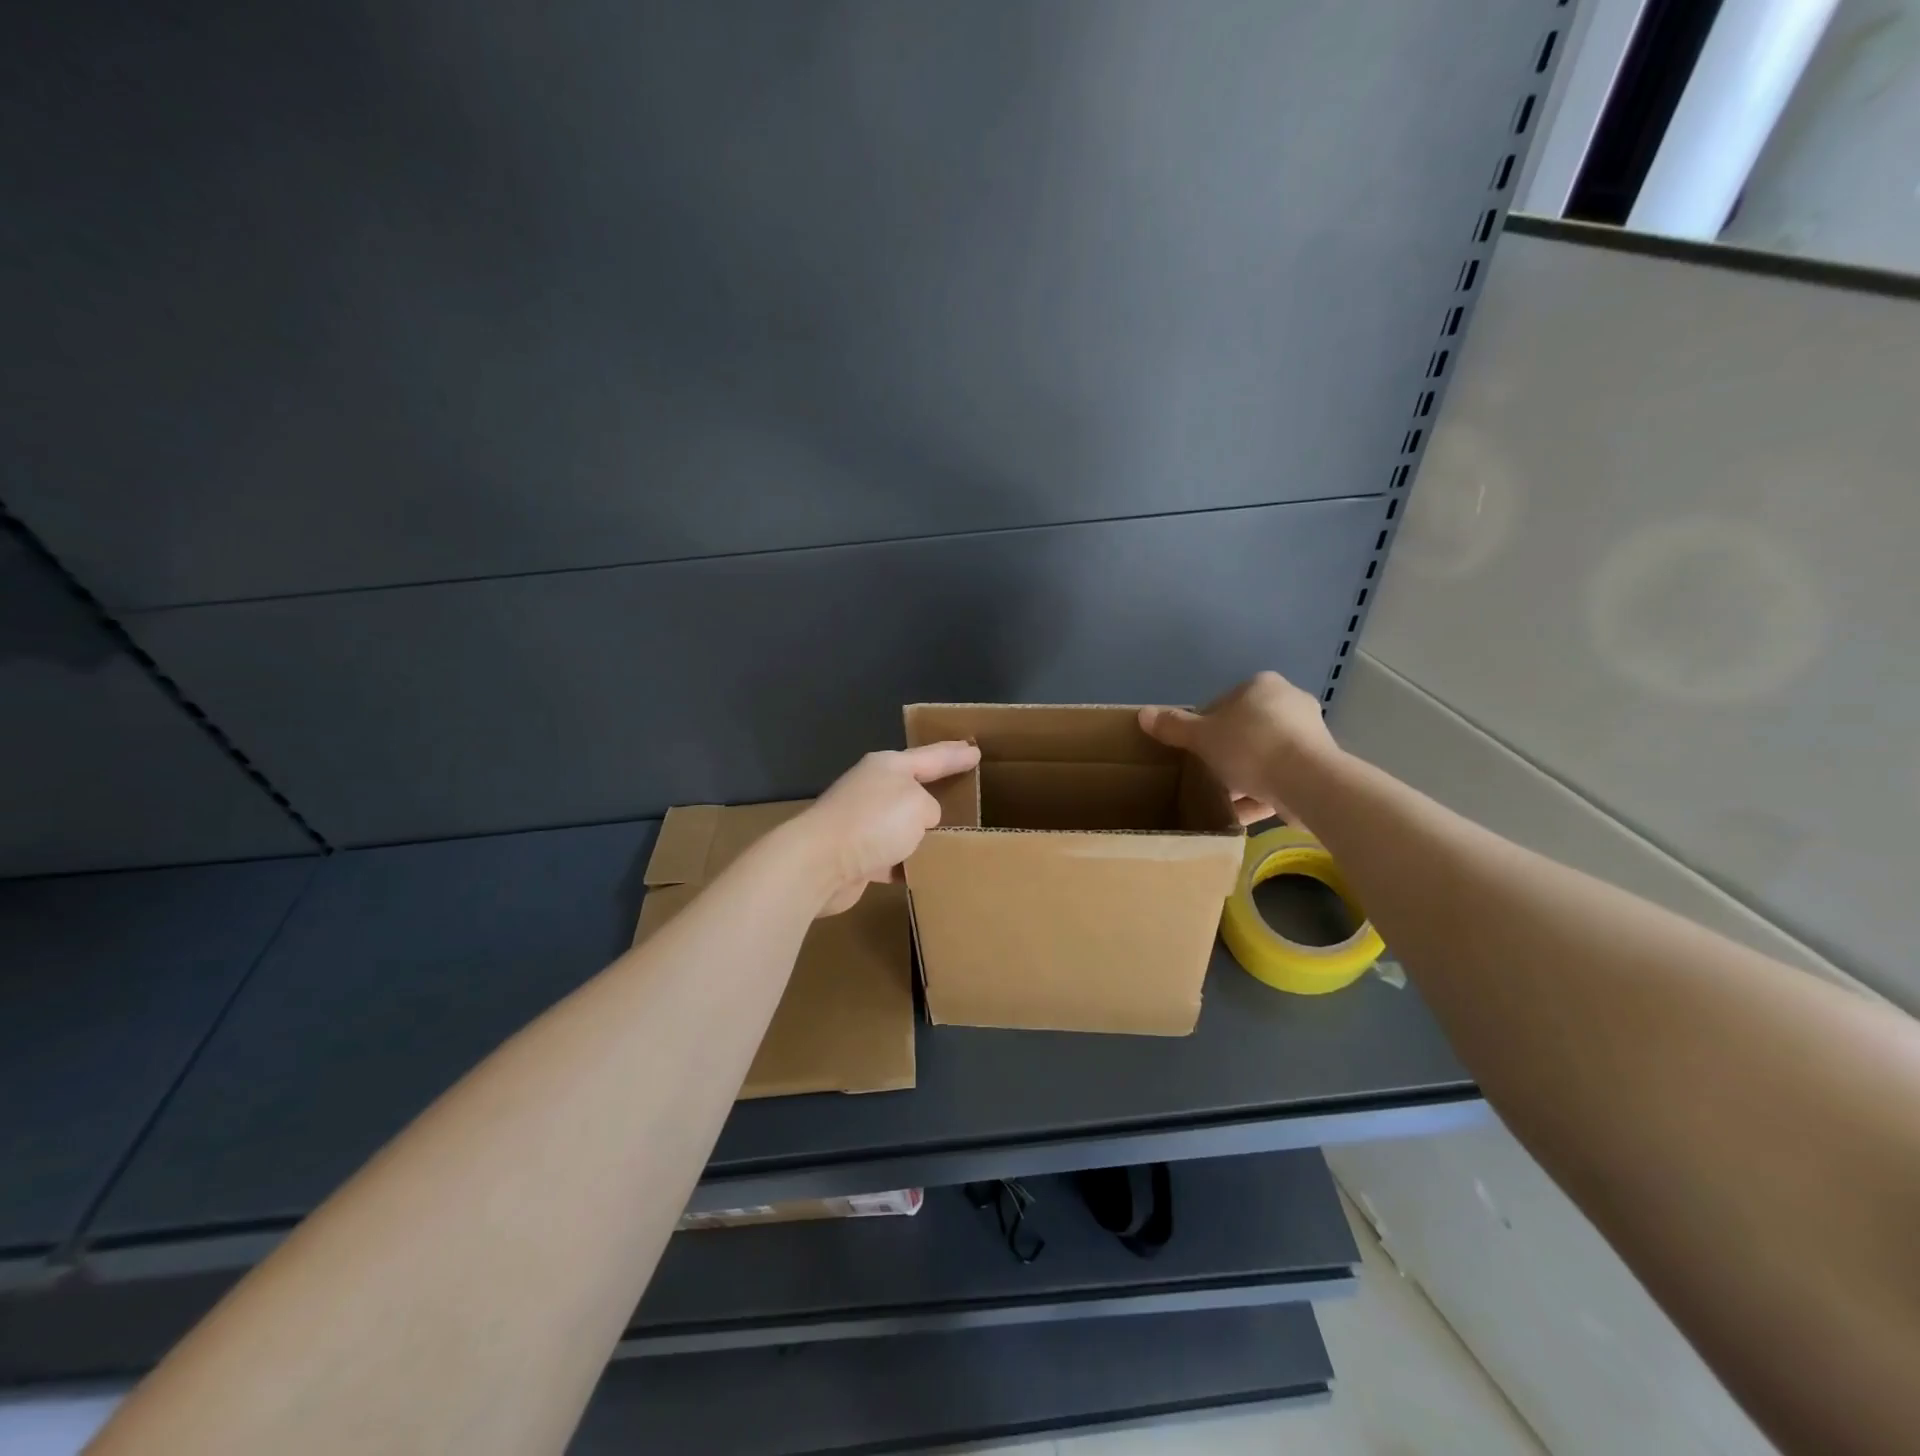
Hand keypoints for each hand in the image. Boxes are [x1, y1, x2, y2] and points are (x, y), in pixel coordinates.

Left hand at [792, 742, 980, 915]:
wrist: (819, 863)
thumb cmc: (874, 822)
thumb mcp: (918, 804)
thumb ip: (929, 809)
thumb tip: (917, 827)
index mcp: (888, 767)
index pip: (931, 756)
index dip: (955, 754)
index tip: (975, 751)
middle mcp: (873, 790)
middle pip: (913, 790)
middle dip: (937, 792)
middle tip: (966, 793)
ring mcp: (862, 824)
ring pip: (902, 826)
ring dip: (922, 835)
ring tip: (953, 841)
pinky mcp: (856, 856)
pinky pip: (892, 858)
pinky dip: (908, 864)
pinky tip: (927, 872)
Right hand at [1138, 671, 1338, 827]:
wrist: (1307, 781)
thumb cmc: (1249, 746)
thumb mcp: (1202, 737)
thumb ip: (1173, 726)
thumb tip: (1143, 714)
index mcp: (1261, 686)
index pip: (1222, 704)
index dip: (1202, 728)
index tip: (1192, 752)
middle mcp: (1289, 702)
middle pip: (1244, 730)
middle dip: (1224, 754)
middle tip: (1205, 775)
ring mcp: (1309, 734)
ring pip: (1263, 756)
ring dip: (1243, 777)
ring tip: (1220, 799)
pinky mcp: (1319, 766)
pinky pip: (1280, 778)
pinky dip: (1261, 794)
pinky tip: (1241, 815)